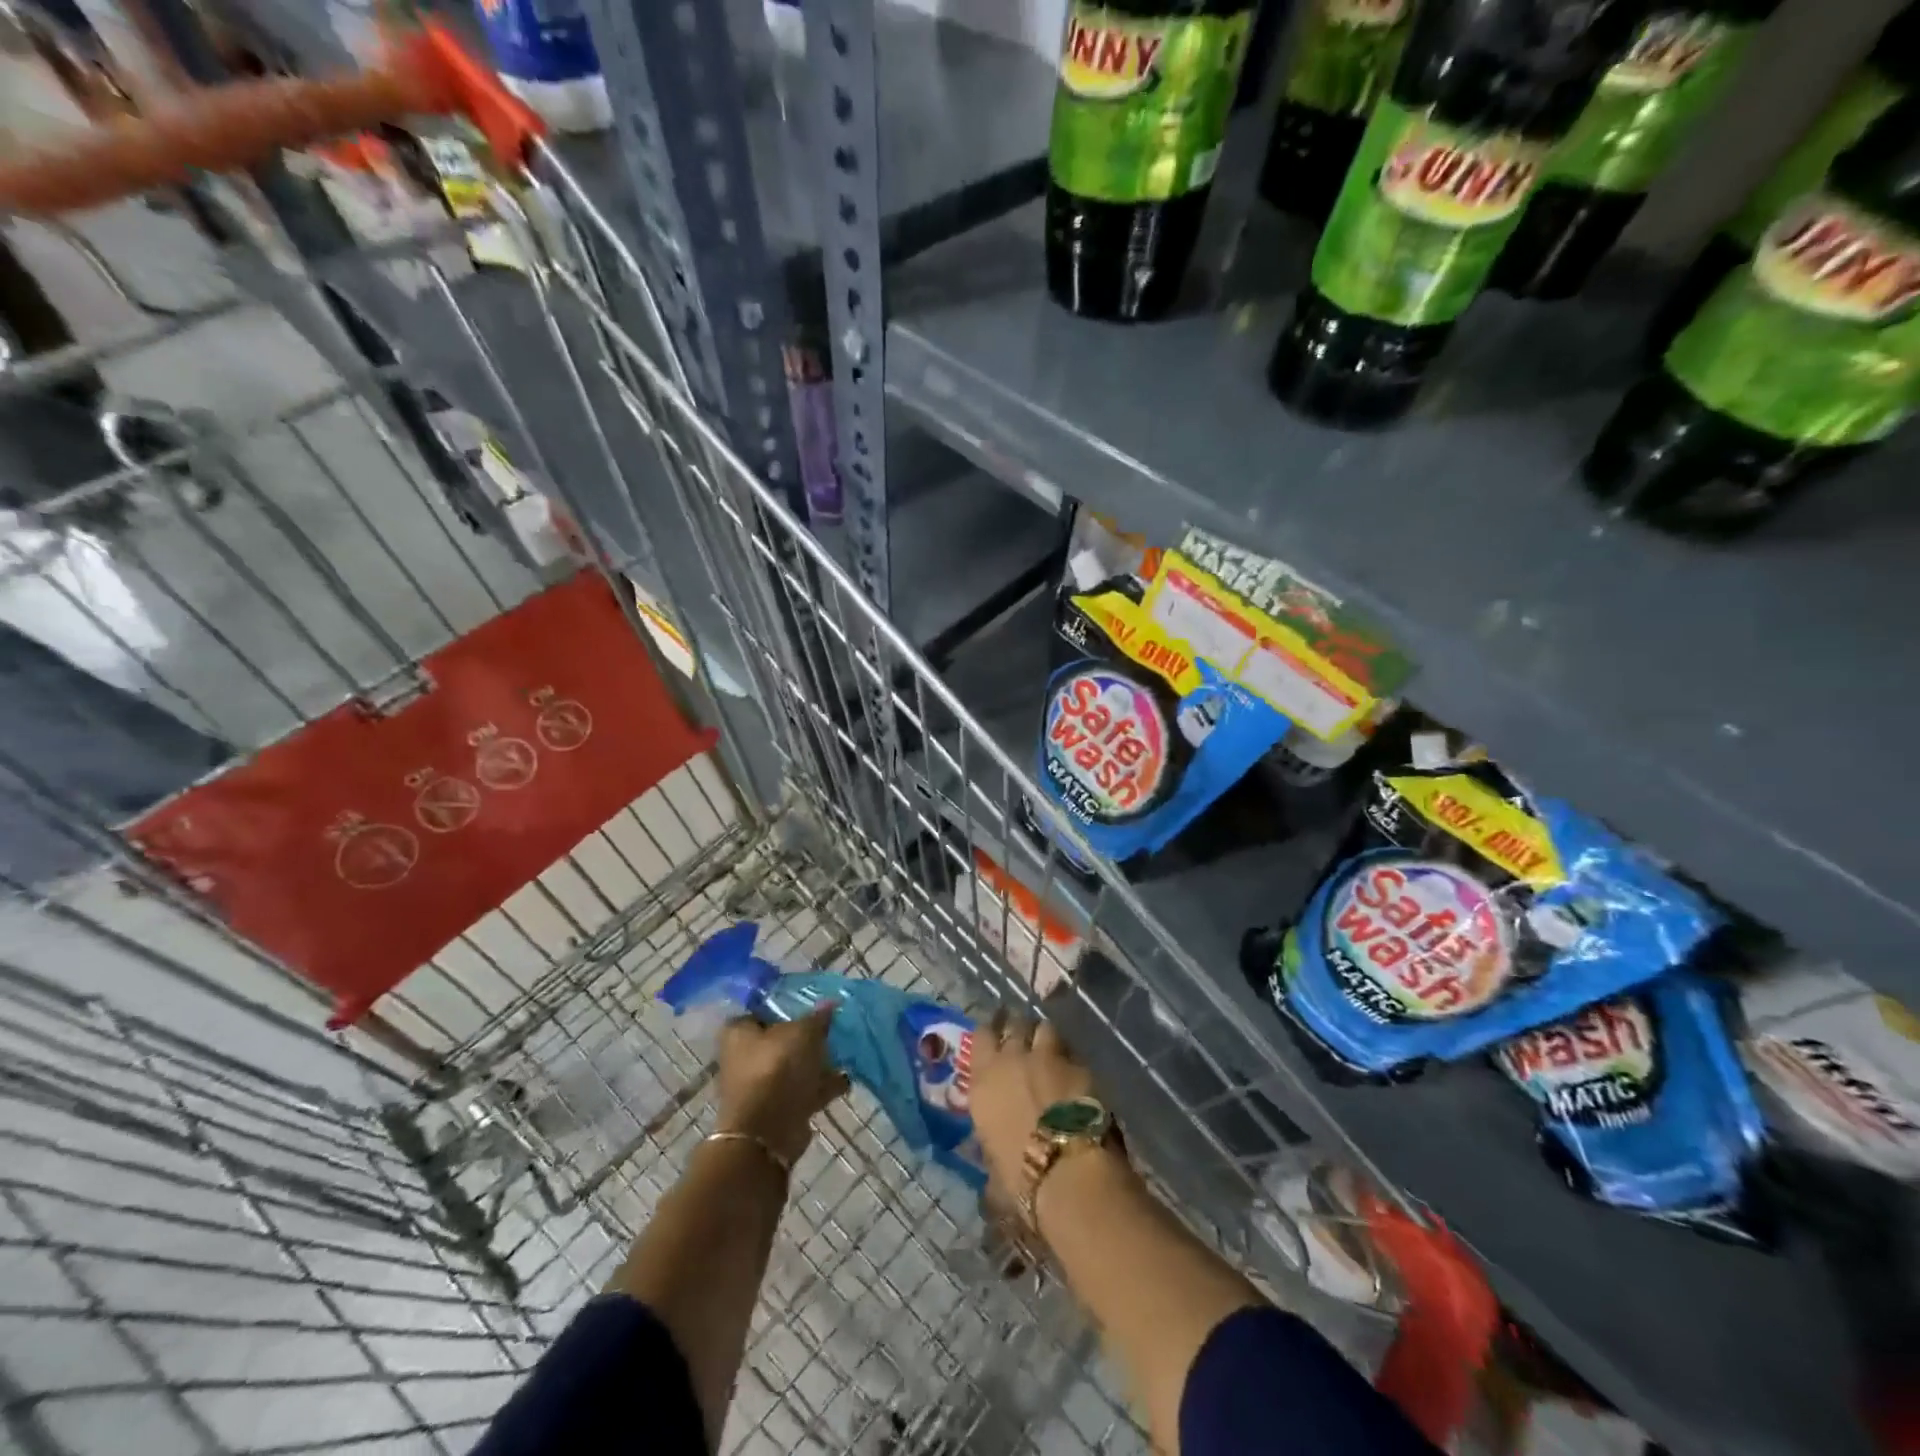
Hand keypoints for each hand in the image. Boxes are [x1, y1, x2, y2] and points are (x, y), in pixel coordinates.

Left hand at [714, 1005, 850, 1167]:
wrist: (768, 1133)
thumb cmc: (777, 1069)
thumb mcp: (803, 1032)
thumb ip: (817, 1017)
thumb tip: (830, 1004)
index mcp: (739, 1032)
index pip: (763, 1009)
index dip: (787, 1005)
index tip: (812, 1003)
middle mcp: (744, 1056)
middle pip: (780, 1038)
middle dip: (806, 1036)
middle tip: (833, 1026)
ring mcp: (760, 1085)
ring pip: (794, 1065)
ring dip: (817, 1062)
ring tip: (846, 1051)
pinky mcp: (777, 1108)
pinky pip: (803, 1089)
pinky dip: (822, 1085)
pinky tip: (846, 1078)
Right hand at [968, 1010, 1099, 1200]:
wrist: (1067, 1173)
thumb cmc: (1019, 1177)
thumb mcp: (992, 1162)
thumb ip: (990, 1141)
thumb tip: (994, 1149)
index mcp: (984, 1079)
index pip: (982, 1035)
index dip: (990, 1035)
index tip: (995, 1040)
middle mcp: (1012, 1058)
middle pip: (1014, 1023)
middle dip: (1019, 1029)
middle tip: (1023, 1042)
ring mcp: (1047, 1057)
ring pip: (1044, 1028)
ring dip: (1045, 1038)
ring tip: (1050, 1052)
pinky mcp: (1079, 1065)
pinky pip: (1071, 1051)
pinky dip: (1070, 1058)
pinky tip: (1075, 1074)